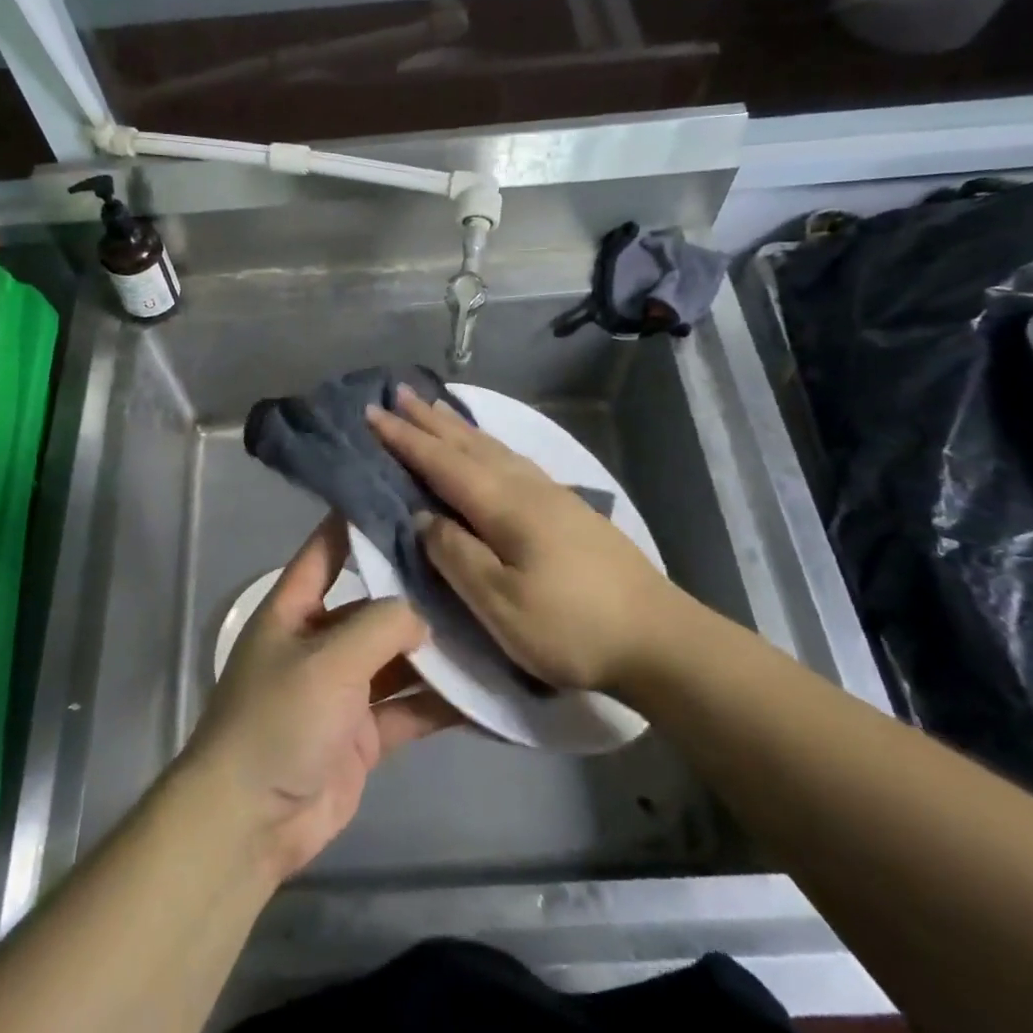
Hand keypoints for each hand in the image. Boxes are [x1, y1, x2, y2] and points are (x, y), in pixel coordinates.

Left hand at [181, 514, 462, 881]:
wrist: (251, 822)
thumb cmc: (279, 720)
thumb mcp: (328, 659)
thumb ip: (380, 625)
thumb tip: (423, 615)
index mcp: (294, 609)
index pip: (327, 548)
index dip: (358, 519)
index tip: (406, 495)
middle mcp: (321, 641)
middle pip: (375, 605)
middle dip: (419, 592)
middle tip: (476, 566)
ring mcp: (345, 690)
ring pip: (399, 658)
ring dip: (438, 651)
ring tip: (495, 625)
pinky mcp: (365, 734)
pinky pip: (410, 709)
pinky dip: (443, 703)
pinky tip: (487, 692)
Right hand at [366, 386, 697, 694]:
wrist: (660, 638)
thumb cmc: (571, 627)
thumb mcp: (500, 604)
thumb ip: (455, 555)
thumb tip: (422, 517)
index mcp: (504, 505)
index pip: (442, 462)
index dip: (405, 439)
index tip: (372, 412)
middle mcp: (526, 487)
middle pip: (468, 444)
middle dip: (429, 419)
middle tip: (397, 393)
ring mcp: (552, 494)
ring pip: (493, 448)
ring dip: (458, 427)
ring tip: (435, 408)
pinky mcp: (568, 509)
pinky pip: (512, 459)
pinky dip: (487, 444)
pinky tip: (489, 450)